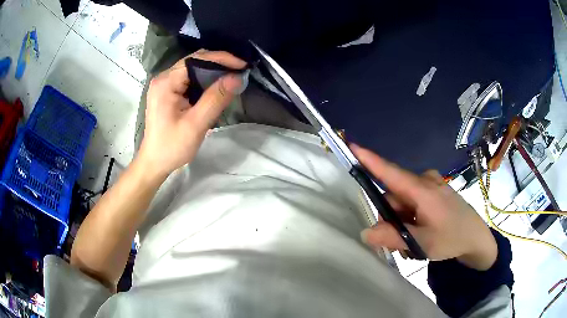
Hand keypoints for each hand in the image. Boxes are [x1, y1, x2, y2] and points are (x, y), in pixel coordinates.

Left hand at [137, 50, 246, 177]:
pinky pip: (189, 79)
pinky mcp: (168, 92)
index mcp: (166, 82)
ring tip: (232, 78)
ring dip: (213, 72)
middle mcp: (164, 78)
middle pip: (195, 61)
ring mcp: (165, 84)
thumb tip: (237, 78)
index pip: (196, 59)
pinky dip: (205, 80)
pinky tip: (217, 87)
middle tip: (240, 71)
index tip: (243, 65)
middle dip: (219, 63)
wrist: (154, 163)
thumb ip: (215, 99)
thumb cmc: (171, 147)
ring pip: (193, 69)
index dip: (221, 59)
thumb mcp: (196, 124)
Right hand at [352, 145, 497, 270]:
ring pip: (403, 199)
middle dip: (391, 218)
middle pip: (394, 195)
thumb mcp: (421, 243)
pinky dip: (411, 215)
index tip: (353, 146)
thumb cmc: (452, 238)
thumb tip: (365, 232)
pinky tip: (420, 230)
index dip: (370, 160)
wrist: (476, 237)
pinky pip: (413, 199)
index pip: (391, 172)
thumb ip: (392, 237)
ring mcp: (432, 184)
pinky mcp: (435, 189)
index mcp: (422, 190)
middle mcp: (425, 180)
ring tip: (414, 240)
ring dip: (402, 219)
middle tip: (400, 242)